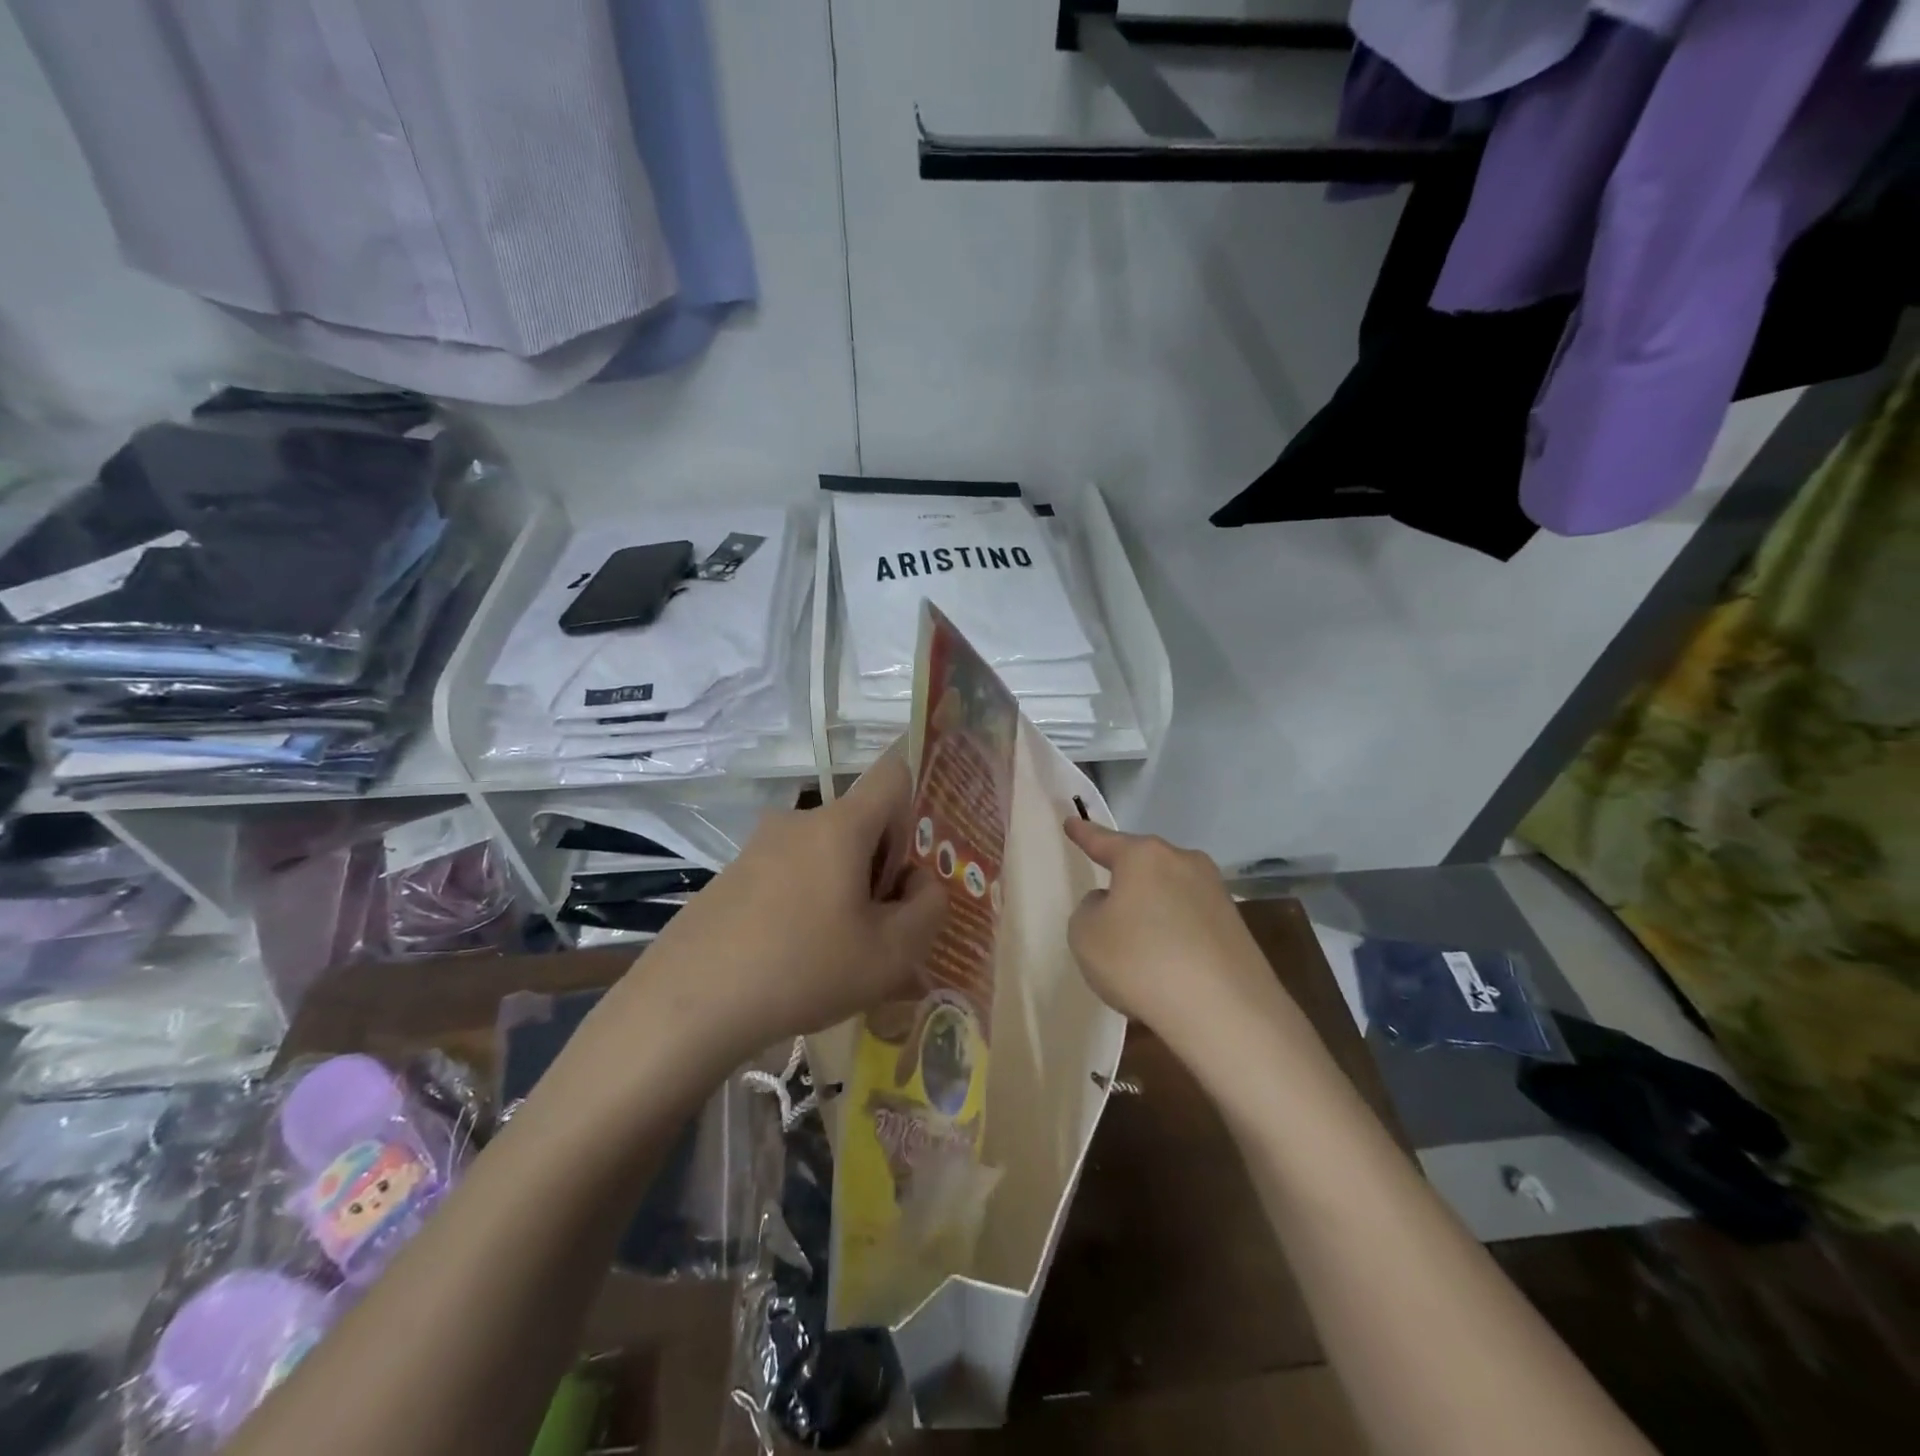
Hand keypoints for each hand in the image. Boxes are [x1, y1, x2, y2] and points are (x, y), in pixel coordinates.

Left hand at [626, 749, 946, 1065]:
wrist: (688, 1005)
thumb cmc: (804, 968)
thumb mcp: (892, 953)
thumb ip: (929, 909)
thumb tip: (917, 883)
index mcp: (841, 825)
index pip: (894, 774)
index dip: (917, 808)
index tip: (909, 867)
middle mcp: (799, 821)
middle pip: (861, 824)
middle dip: (882, 868)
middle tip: (880, 930)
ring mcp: (759, 847)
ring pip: (826, 854)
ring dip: (844, 890)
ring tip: (838, 955)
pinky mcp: (732, 876)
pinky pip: (790, 875)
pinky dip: (806, 904)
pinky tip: (795, 960)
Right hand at [1063, 819, 1289, 1053]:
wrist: (1224, 1011)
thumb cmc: (1140, 961)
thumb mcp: (1085, 934)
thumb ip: (1091, 910)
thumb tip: (1113, 904)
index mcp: (1143, 856)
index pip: (1104, 840)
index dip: (1084, 834)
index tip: (1071, 822)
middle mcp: (1183, 862)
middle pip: (1144, 864)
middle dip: (1126, 878)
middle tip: (1106, 899)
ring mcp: (1216, 893)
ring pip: (1170, 893)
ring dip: (1153, 910)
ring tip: (1137, 945)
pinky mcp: (1236, 928)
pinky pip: (1191, 922)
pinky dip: (1175, 936)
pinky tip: (1167, 966)